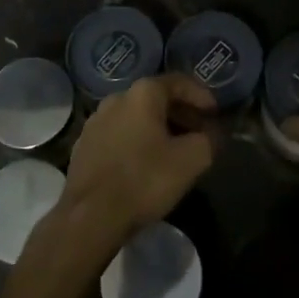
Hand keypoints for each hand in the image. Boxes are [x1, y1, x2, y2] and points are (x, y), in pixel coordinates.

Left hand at [57, 74, 216, 256]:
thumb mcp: (191, 160)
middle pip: (156, 98)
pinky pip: (118, 134)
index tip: (215, 114)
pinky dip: (136, 141)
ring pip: (135, 117)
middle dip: (181, 114)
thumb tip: (213, 133)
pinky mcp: (83, 145)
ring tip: (174, 150)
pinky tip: (144, 164)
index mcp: (142, 93)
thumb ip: (209, 140)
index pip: (178, 82)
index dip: (201, 95)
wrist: (90, 216)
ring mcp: (96, 121)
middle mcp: (116, 98)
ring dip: (158, 128)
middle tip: (199, 133)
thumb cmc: (144, 180)